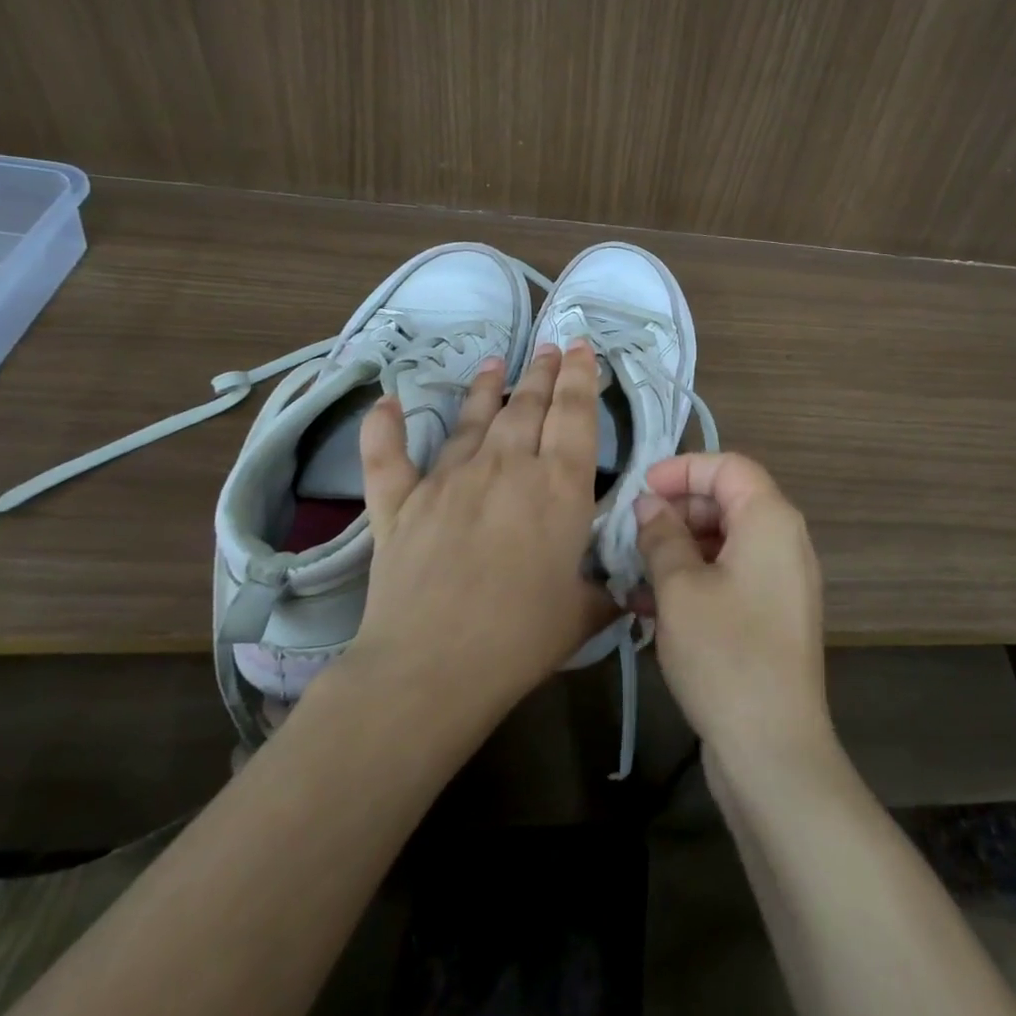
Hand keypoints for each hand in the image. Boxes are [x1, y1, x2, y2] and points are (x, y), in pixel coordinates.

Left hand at [344, 343, 612, 724]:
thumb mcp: (584, 612)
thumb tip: (631, 587)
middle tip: (548, 346)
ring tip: (496, 362)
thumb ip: (607, 589)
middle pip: (528, 406)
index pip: (575, 414)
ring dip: (487, 388)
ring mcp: (449, 480)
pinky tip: (386, 402)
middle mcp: (507, 467)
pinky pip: (388, 458)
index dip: (580, 376)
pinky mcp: (401, 504)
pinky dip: (384, 430)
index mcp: (559, 486)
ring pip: (472, 420)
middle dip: (541, 372)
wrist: (430, 669)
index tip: (579, 347)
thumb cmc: (521, 639)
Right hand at [633, 453, 834, 775]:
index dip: (682, 470)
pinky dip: (694, 581)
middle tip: (632, 533)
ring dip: (678, 550)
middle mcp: (784, 541)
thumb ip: (661, 535)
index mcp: (770, 519)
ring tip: (632, 572)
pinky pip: (730, 577)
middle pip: (727, 502)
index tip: (640, 489)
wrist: (773, 750)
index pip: (728, 466)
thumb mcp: (680, 588)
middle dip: (676, 512)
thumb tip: (649, 505)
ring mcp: (781, 581)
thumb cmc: (725, 653)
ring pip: (724, 542)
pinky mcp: (772, 616)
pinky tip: (649, 606)